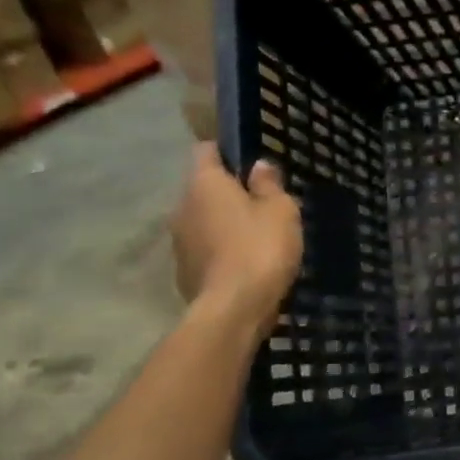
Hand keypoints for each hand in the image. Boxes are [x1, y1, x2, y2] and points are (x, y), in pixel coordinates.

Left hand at [170, 144, 302, 337]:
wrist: (234, 308)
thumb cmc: (260, 248)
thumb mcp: (281, 210)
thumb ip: (269, 185)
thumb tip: (258, 166)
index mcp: (204, 184)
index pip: (206, 151)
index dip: (227, 152)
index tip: (250, 162)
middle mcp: (182, 206)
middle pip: (204, 188)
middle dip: (229, 193)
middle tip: (263, 205)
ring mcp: (179, 241)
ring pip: (204, 221)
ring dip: (225, 224)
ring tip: (257, 237)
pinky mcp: (183, 271)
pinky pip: (205, 249)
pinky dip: (222, 251)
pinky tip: (246, 264)